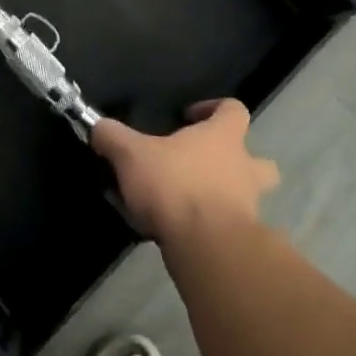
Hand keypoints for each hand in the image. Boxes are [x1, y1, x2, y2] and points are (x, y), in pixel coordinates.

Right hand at [91, 99, 279, 246]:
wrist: (207, 246)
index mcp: (224, 137)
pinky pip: (235, 229)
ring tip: (195, 205)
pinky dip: (217, 230)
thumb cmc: (175, 185)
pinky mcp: (245, 239)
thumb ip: (112, 138)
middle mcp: (244, 168)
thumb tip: (97, 126)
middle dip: (238, 162)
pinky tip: (189, 235)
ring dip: (230, 199)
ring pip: (251, 197)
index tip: (188, 117)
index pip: (234, 109)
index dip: (214, 109)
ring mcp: (251, 206)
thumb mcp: (132, 155)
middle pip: (258, 160)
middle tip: (204, 168)